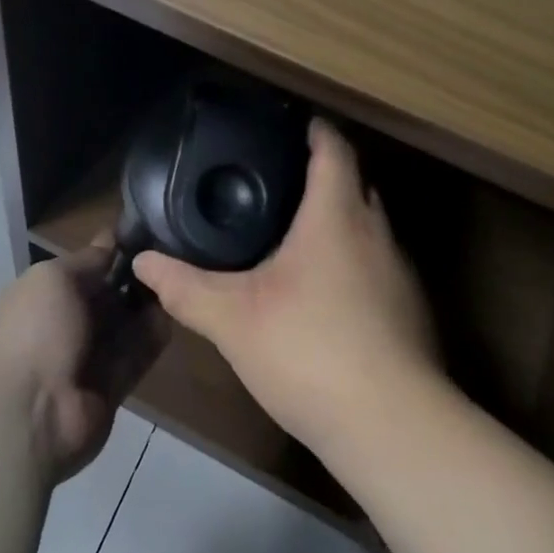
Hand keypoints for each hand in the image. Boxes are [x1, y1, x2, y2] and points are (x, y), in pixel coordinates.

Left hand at [0, 239, 168, 483]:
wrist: (26, 414)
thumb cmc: (33, 330)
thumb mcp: (54, 278)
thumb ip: (87, 261)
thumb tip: (111, 240)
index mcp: (40, 296)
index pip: (81, 269)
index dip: (110, 253)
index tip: (146, 235)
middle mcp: (61, 325)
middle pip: (105, 298)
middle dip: (133, 280)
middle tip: (171, 259)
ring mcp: (84, 360)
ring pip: (122, 327)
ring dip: (146, 308)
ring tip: (178, 282)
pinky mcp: (108, 389)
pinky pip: (134, 357)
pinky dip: (151, 338)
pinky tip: (174, 315)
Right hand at [132, 119, 440, 457]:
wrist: (392, 428)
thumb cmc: (309, 351)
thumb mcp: (233, 319)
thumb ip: (185, 287)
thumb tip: (143, 263)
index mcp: (336, 216)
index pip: (333, 150)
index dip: (313, 130)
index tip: (287, 123)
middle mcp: (376, 234)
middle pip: (355, 184)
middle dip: (322, 174)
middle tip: (275, 179)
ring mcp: (400, 275)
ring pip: (368, 228)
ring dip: (337, 220)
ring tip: (292, 231)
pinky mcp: (410, 313)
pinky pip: (376, 265)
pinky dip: (350, 260)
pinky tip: (321, 291)